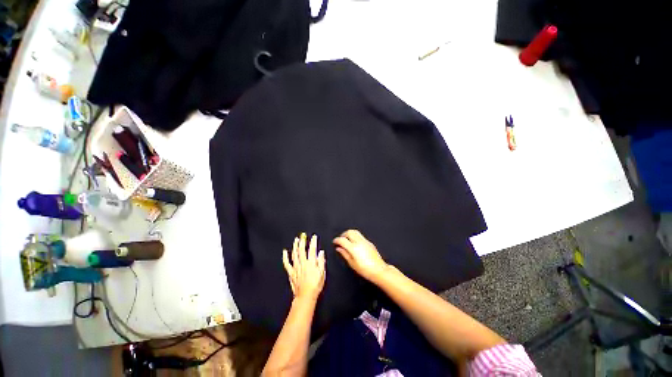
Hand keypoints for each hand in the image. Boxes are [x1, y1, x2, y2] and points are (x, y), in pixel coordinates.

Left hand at [283, 233, 325, 301]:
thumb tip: (321, 252)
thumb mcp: (322, 273)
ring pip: (294, 254)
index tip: (314, 237)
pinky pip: (287, 263)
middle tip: (303, 235)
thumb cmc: (315, 285)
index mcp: (311, 263)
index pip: (312, 249)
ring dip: (295, 246)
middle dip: (302, 241)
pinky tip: (285, 252)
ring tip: (296, 240)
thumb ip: (321, 261)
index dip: (313, 242)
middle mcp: (303, 263)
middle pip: (302, 250)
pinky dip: (285, 257)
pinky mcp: (291, 272)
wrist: (306, 296)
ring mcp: (296, 267)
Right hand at [333, 230, 388, 281]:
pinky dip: (355, 236)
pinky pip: (360, 236)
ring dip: (349, 234)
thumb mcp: (352, 263)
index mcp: (353, 248)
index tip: (334, 242)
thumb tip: (339, 248)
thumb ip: (344, 254)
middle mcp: (359, 242)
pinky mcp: (369, 242)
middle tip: (340, 239)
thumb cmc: (365, 270)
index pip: (342, 240)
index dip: (336, 240)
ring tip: (346, 239)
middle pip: (349, 232)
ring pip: (355, 232)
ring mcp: (365, 241)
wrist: (379, 270)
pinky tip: (354, 243)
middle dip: (343, 234)